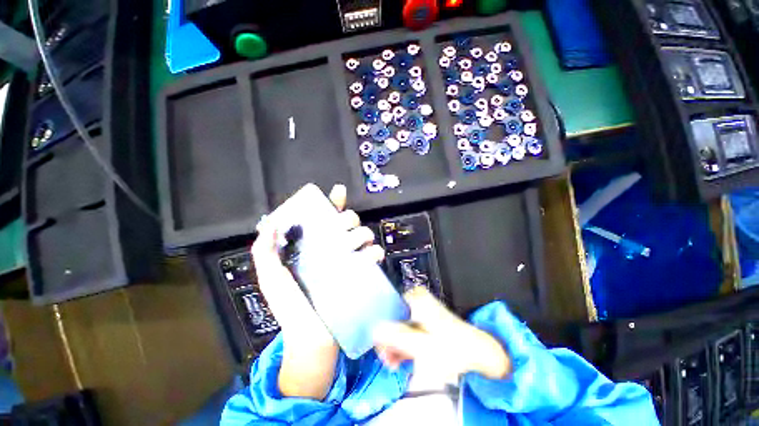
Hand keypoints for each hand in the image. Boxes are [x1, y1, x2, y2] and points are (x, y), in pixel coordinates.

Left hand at [252, 184, 381, 398]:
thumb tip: (270, 223)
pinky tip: (372, 256)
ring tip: (357, 246)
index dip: (332, 203)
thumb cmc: (290, 308)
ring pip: (363, 235)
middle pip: (348, 223)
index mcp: (314, 247)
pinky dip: (374, 252)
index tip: (339, 192)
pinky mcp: (362, 274)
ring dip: (362, 234)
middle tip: (344, 228)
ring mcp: (350, 261)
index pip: (324, 219)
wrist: (312, 340)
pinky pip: (373, 256)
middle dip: (349, 219)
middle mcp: (333, 249)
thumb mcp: (272, 279)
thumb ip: (265, 252)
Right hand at [373, 287, 510, 382]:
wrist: (477, 352)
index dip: (382, 330)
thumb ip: (396, 337)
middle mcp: (415, 298)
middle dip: (389, 341)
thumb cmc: (451, 347)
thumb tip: (374, 330)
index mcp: (415, 298)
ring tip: (396, 364)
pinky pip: (408, 329)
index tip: (382, 349)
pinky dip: (404, 343)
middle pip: (393, 318)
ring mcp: (420, 308)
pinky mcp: (424, 318)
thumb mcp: (421, 345)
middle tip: (389, 361)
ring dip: (396, 345)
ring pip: (399, 325)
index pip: (387, 308)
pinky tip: (404, 359)